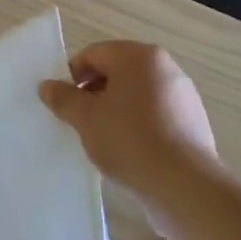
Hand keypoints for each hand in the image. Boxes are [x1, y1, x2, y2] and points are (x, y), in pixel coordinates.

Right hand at [39, 41, 219, 197]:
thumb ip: (63, 98)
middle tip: (79, 121)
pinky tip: (129, 151)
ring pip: (136, 95)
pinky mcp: (193, 122)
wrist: (184, 185)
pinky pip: (155, 115)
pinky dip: (137, 125)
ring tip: (103, 139)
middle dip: (94, 93)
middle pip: (117, 72)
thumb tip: (47, 86)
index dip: (72, 76)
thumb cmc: (129, 140)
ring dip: (115, 110)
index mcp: (139, 57)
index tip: (63, 103)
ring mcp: (183, 95)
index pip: (94, 54)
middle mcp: (165, 68)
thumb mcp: (85, 118)